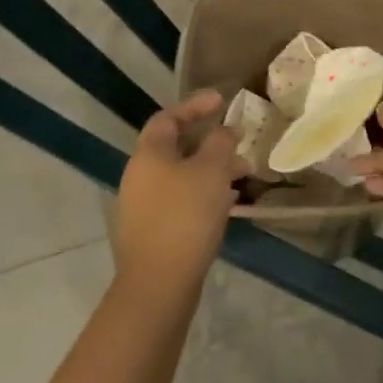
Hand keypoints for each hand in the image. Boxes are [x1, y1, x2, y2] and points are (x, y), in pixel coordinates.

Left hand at [114, 90, 245, 285]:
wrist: (159, 282)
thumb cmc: (186, 215)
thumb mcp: (212, 171)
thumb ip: (221, 142)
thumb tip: (226, 129)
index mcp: (149, 154)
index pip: (168, 117)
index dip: (195, 105)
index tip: (222, 100)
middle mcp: (140, 175)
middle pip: (175, 146)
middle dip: (209, 141)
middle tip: (238, 140)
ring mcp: (143, 204)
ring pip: (181, 175)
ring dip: (211, 169)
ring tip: (242, 173)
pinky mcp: (153, 230)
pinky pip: (181, 198)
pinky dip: (204, 192)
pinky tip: (228, 203)